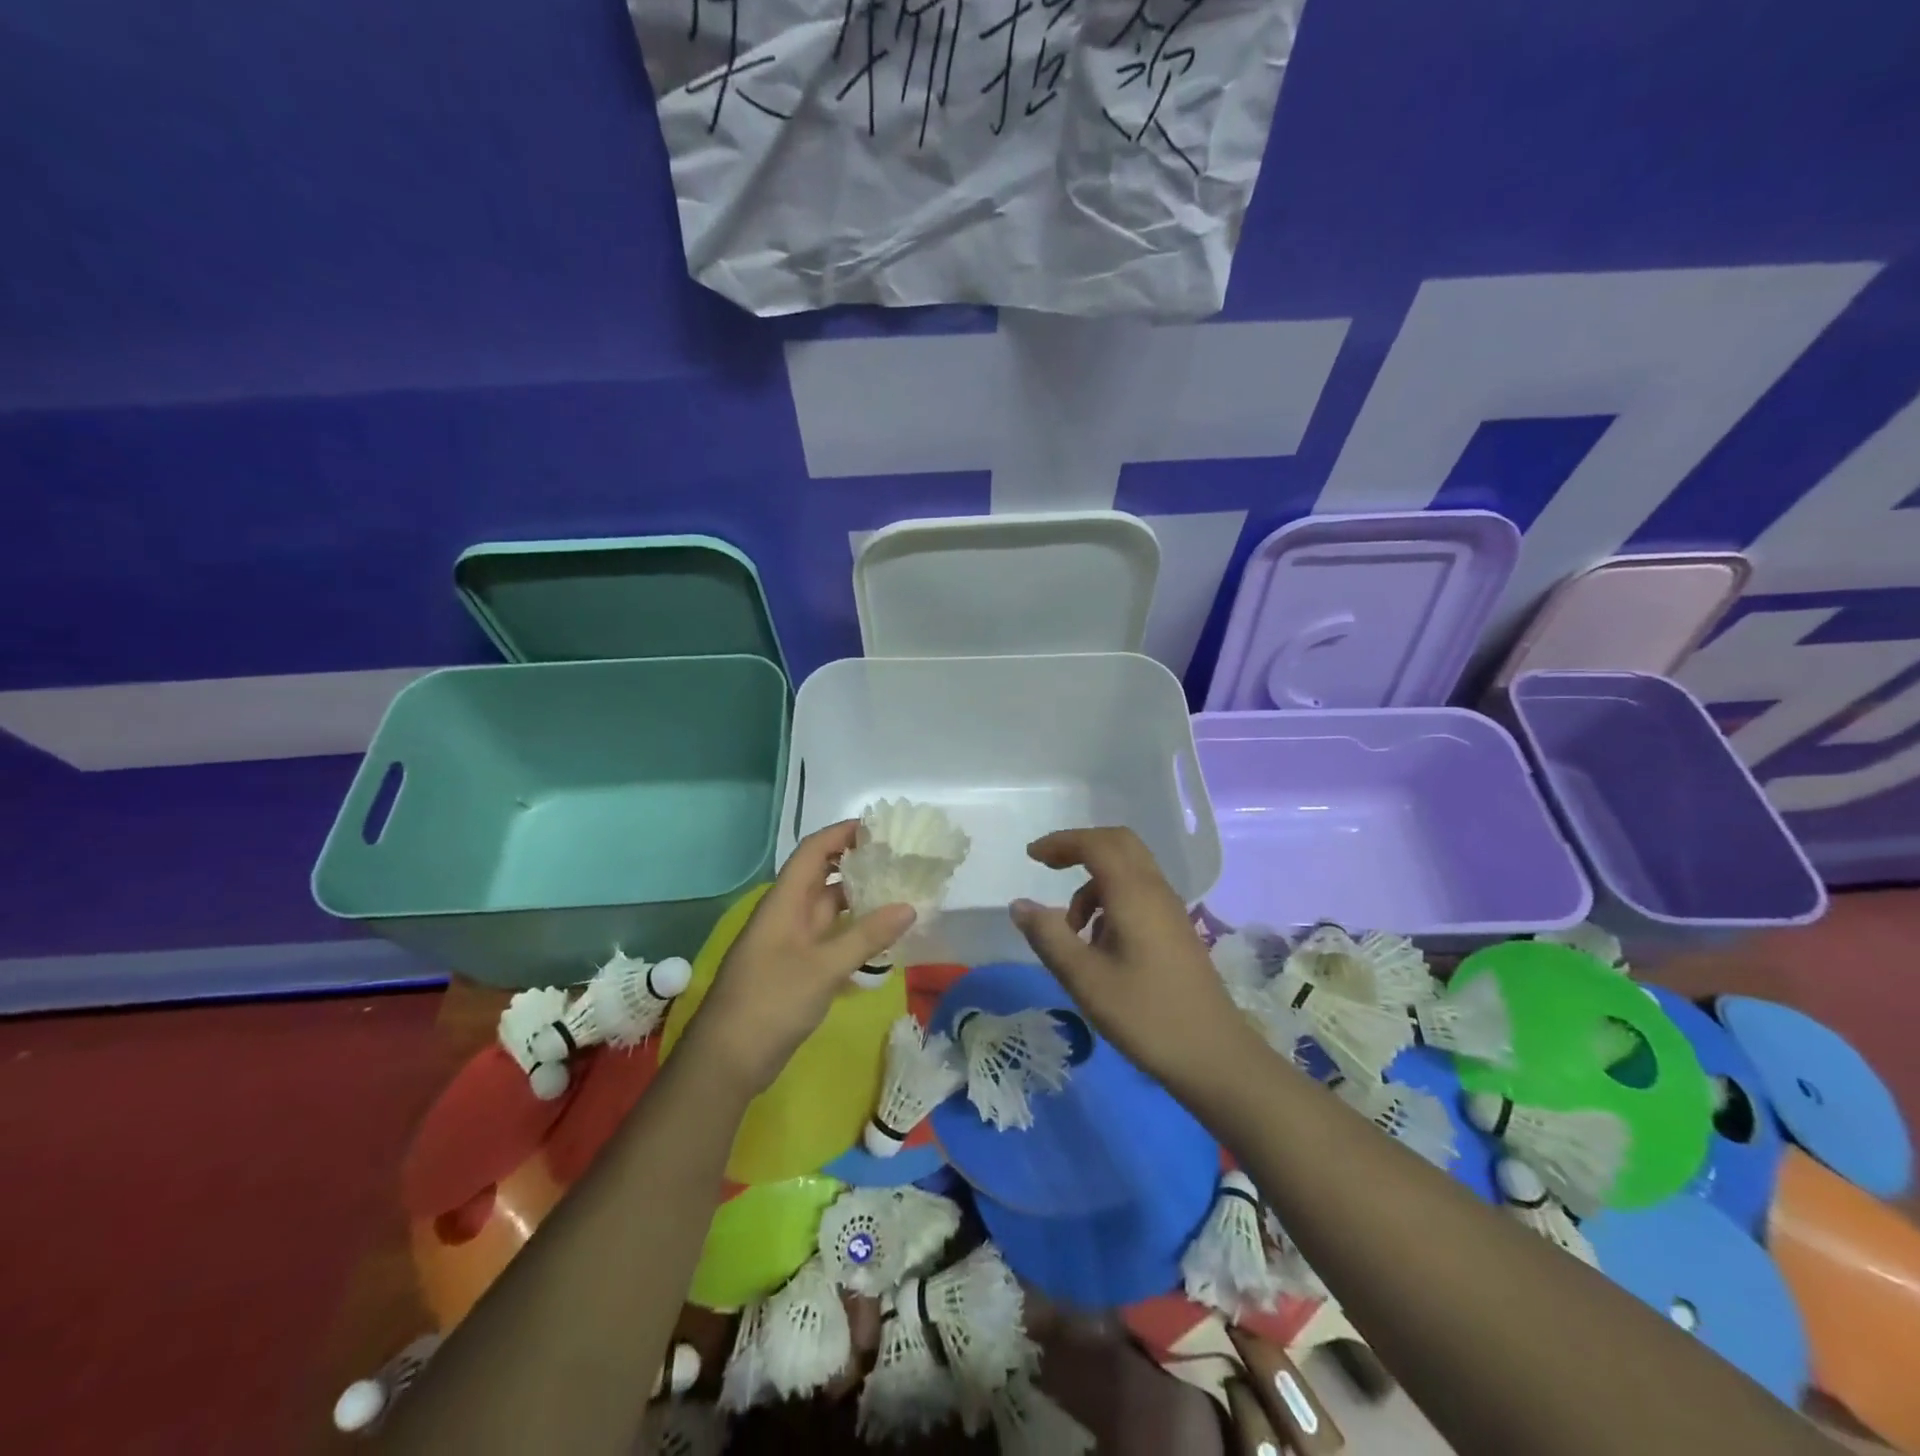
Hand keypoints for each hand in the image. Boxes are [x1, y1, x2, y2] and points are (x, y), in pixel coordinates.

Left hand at [689, 820, 914, 1095]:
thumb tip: (909, 906)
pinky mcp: (797, 968)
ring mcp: (791, 943)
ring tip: (899, 894)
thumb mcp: (823, 967)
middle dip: (858, 864)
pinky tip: (882, 938)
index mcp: (784, 902)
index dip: (842, 833)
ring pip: (829, 909)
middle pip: (823, 876)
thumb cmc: (770, 1002)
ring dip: (860, 900)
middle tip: (900, 861)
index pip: (813, 851)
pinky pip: (830, 938)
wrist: (727, 1061)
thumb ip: (866, 936)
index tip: (880, 829)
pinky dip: (854, 932)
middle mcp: (787, 914)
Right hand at [1009, 827, 1250, 1087]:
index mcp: (1134, 893)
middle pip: (1118, 844)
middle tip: (1048, 867)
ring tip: (1071, 931)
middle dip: (1080, 848)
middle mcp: (1155, 890)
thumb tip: (1019, 905)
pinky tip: (1099, 944)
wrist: (1214, 1056)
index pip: (1095, 844)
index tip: (1031, 855)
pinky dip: (1110, 900)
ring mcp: (1170, 910)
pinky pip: (1138, 893)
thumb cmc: (1145, 1015)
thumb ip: (1049, 936)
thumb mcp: (1085, 979)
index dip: (1061, 842)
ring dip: (1093, 884)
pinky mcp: (1175, 930)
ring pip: (1128, 870)